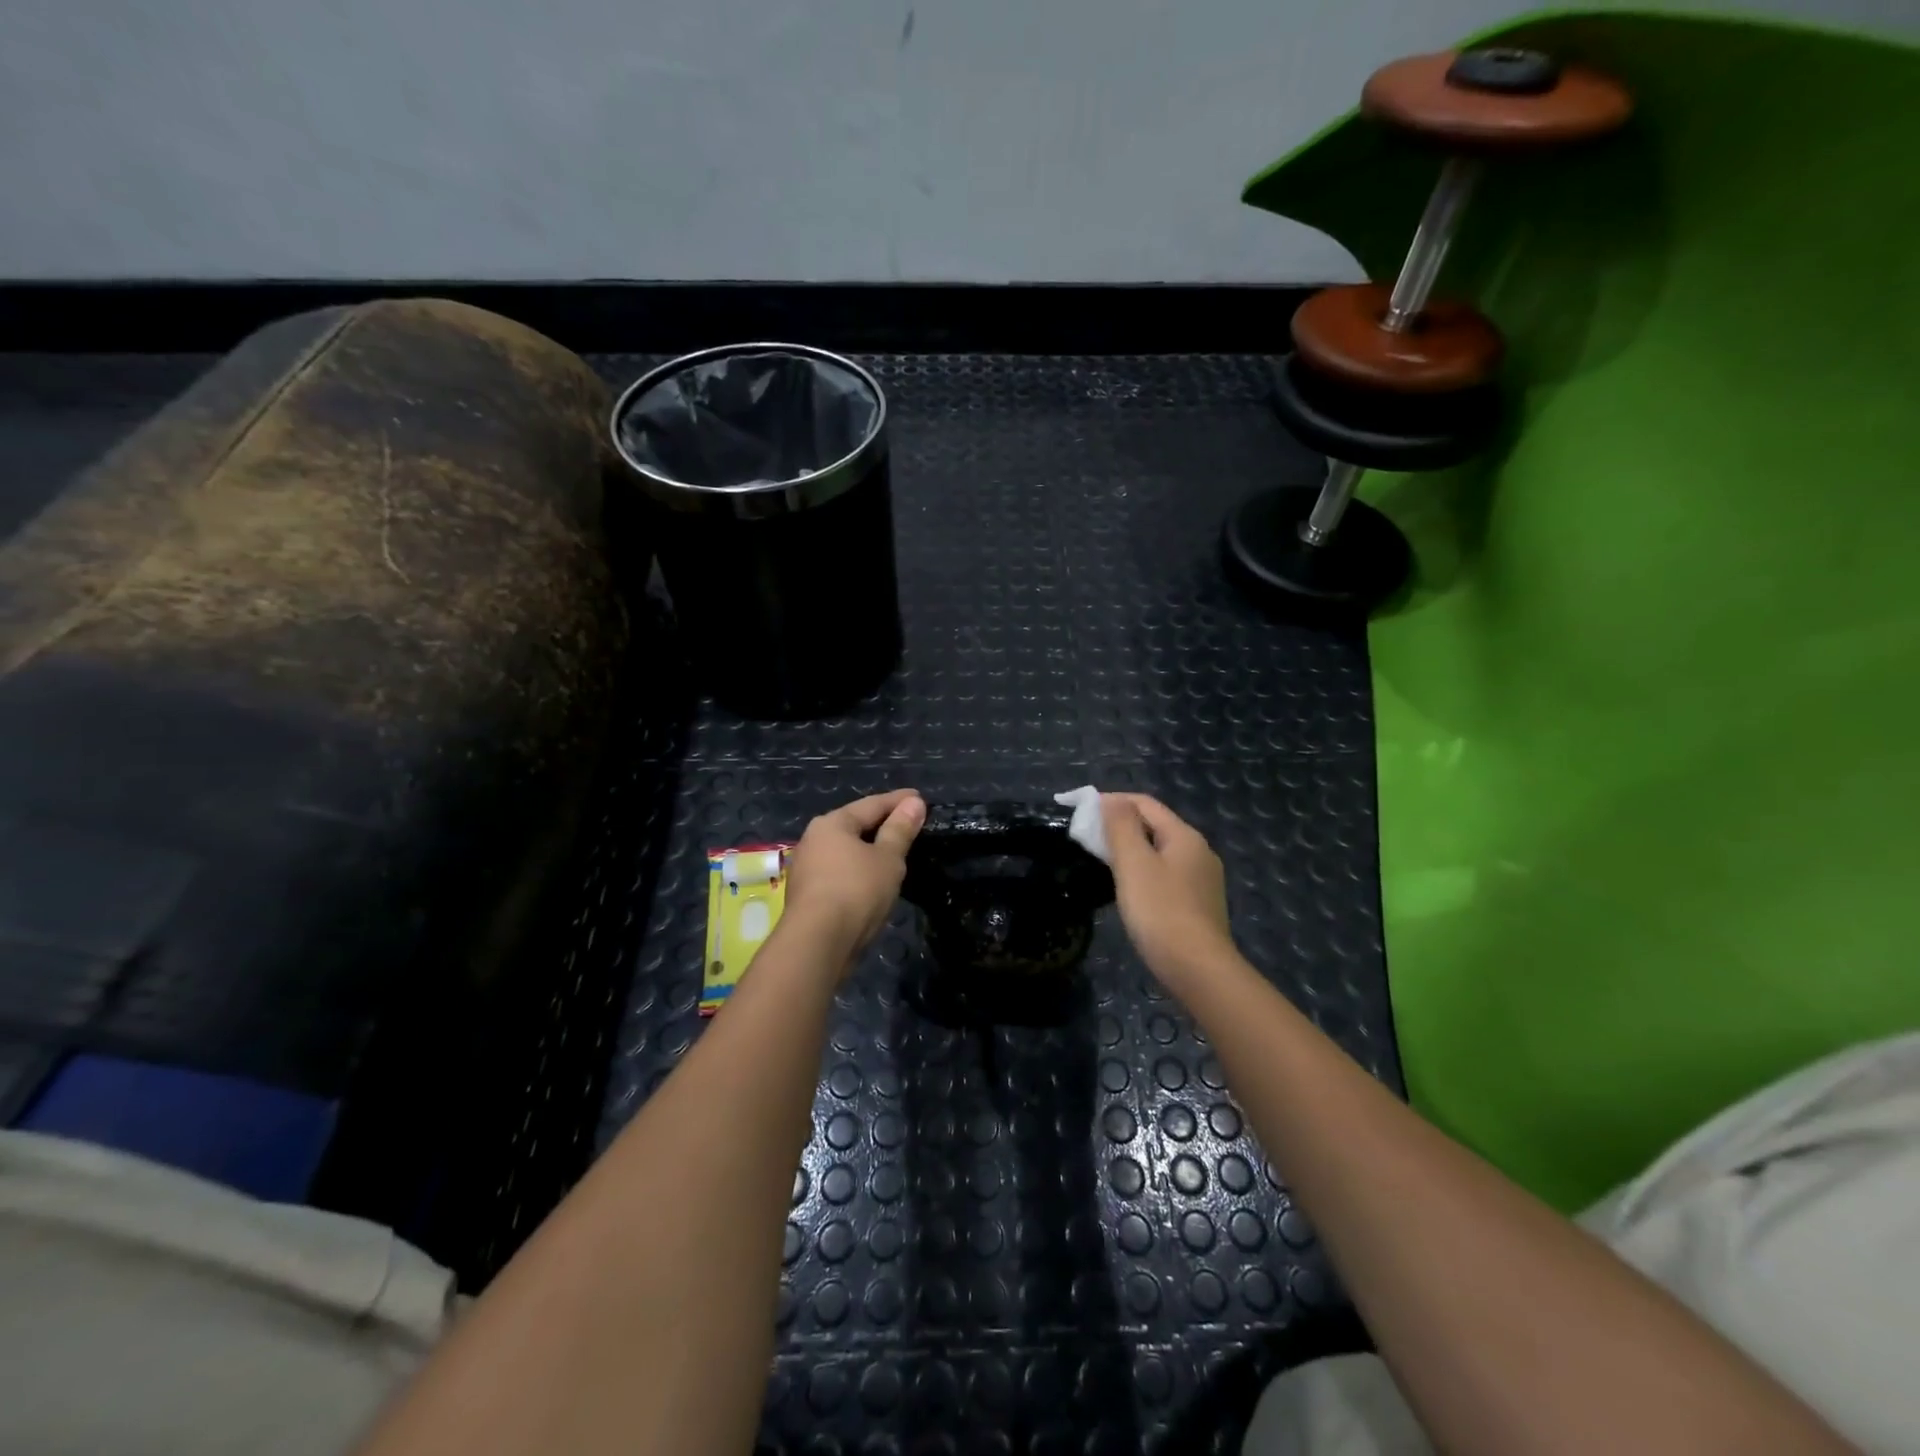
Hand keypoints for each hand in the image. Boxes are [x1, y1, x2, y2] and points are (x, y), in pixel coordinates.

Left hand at [781, 789, 925, 972]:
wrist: (817, 943)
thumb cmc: (856, 891)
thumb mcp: (888, 858)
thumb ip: (900, 830)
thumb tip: (914, 803)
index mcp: (832, 823)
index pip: (872, 804)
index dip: (899, 801)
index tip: (920, 798)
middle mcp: (813, 839)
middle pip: (854, 825)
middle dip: (881, 824)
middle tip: (908, 823)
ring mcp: (806, 868)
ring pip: (845, 851)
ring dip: (868, 850)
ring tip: (893, 852)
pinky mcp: (806, 894)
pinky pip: (839, 872)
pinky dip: (858, 870)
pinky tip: (871, 880)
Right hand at [1101, 794, 1236, 984]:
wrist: (1198, 971)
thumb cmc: (1160, 912)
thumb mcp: (1134, 864)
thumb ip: (1121, 826)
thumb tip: (1111, 800)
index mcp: (1185, 836)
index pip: (1144, 803)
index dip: (1111, 800)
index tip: (1080, 809)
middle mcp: (1199, 852)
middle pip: (1154, 826)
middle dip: (1119, 825)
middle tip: (1087, 837)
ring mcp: (1202, 880)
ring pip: (1159, 852)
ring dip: (1130, 849)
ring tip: (1101, 861)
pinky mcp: (1199, 904)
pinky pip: (1165, 875)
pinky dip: (1143, 871)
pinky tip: (1128, 889)